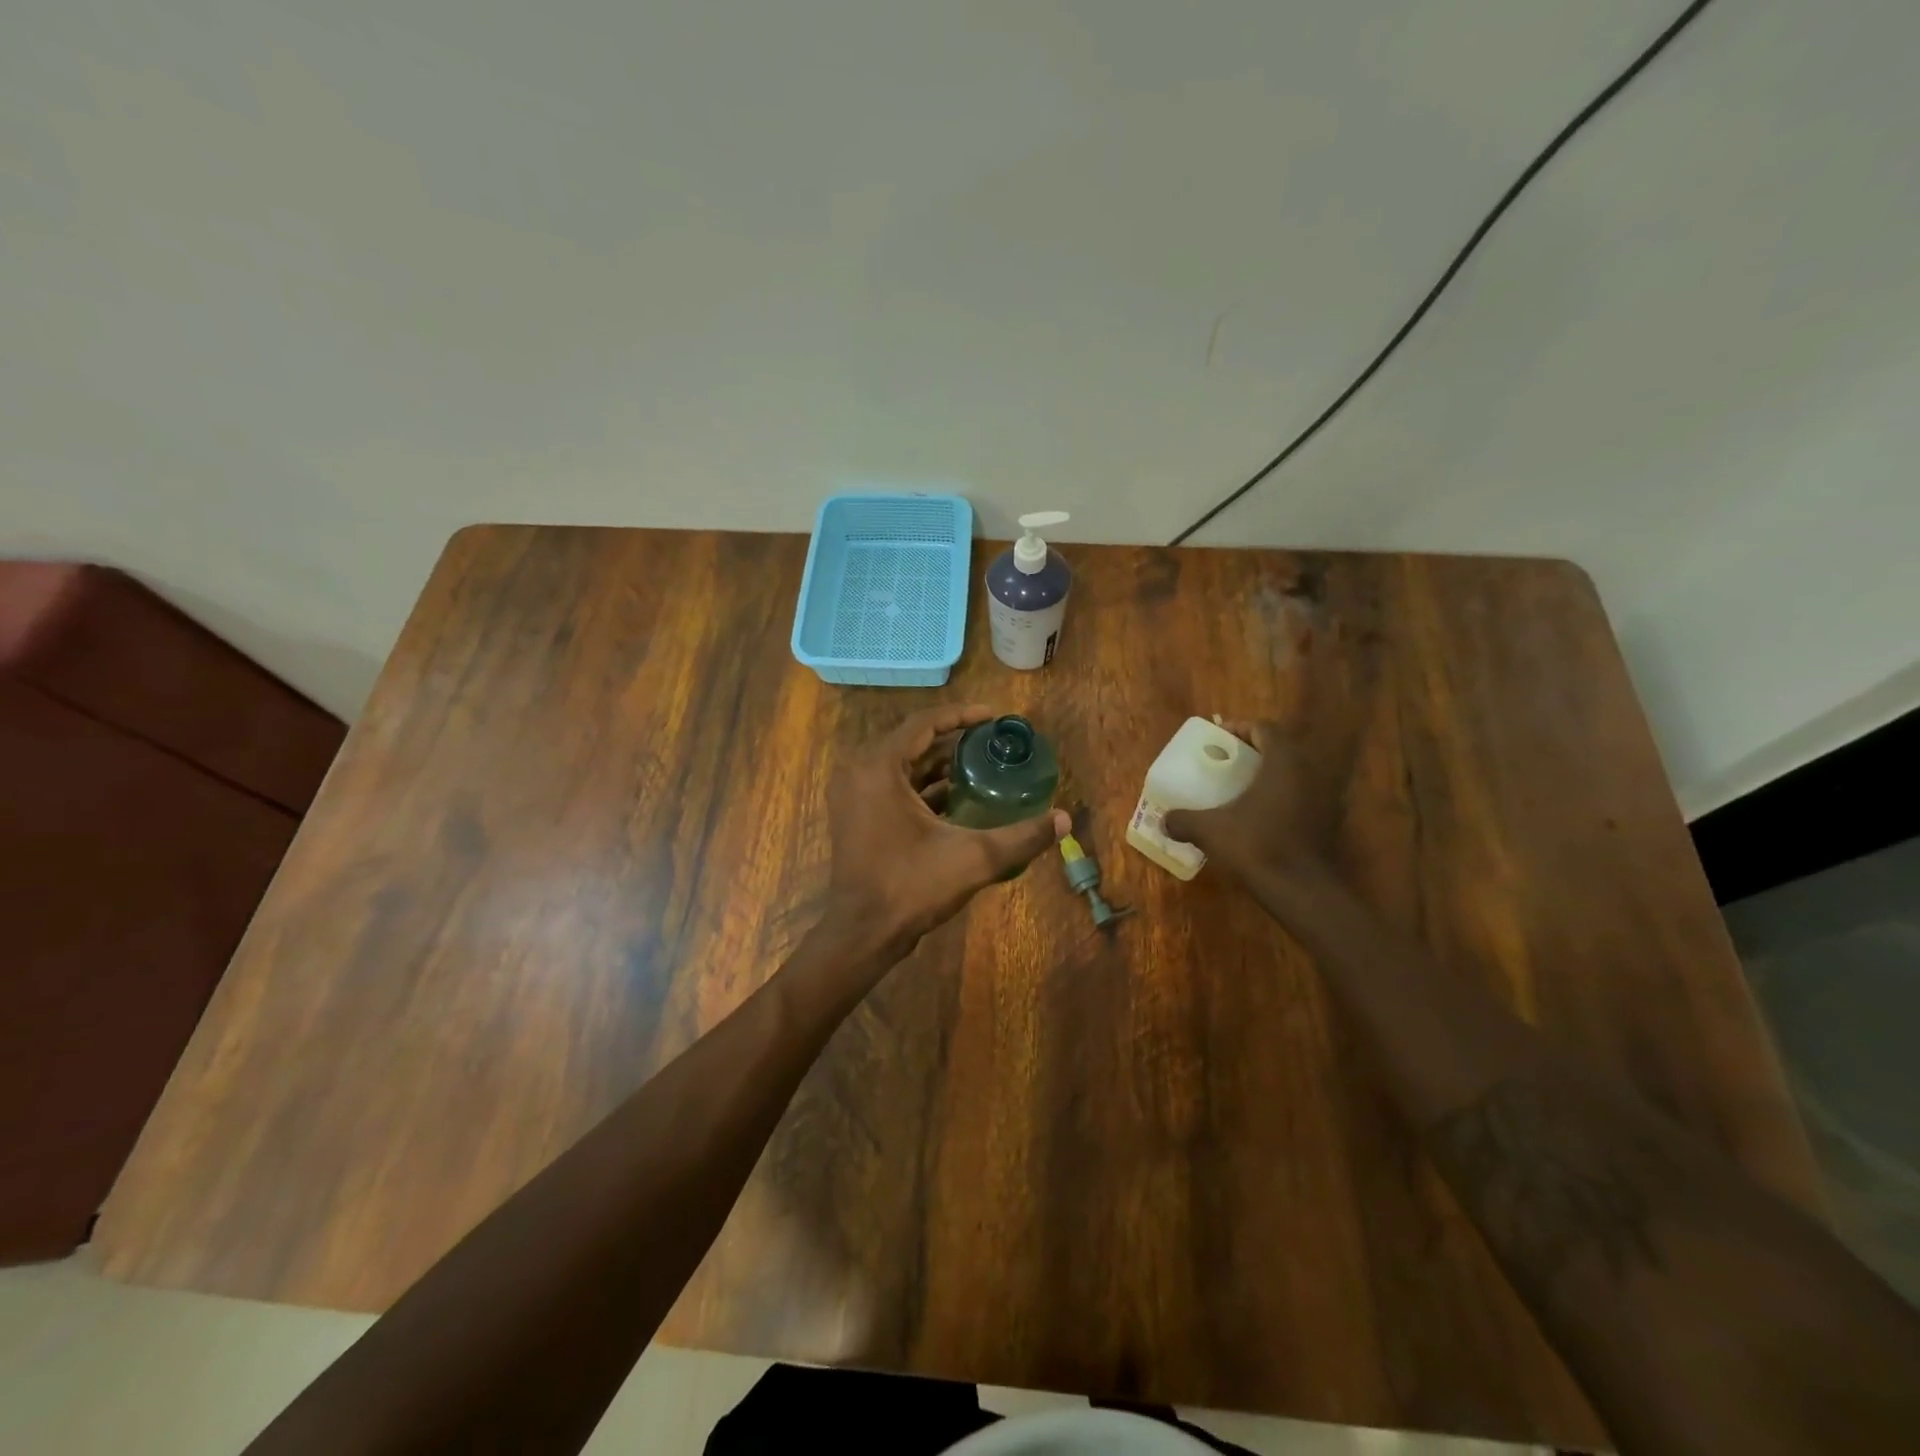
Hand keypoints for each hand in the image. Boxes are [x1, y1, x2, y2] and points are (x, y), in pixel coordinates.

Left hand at [822, 704, 1069, 959]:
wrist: (863, 934)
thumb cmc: (911, 887)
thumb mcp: (973, 858)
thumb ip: (1022, 837)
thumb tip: (1065, 819)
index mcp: (879, 768)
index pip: (923, 723)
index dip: (961, 715)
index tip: (994, 717)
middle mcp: (860, 772)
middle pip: (912, 741)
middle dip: (953, 739)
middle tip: (992, 741)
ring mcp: (854, 795)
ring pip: (902, 765)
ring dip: (938, 763)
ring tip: (981, 764)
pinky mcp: (856, 816)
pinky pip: (892, 786)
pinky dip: (922, 786)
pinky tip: (957, 796)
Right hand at [1163, 720, 1346, 887]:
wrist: (1301, 890)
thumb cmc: (1257, 846)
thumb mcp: (1210, 831)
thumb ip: (1184, 821)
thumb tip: (1163, 820)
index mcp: (1282, 763)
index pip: (1265, 729)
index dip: (1242, 729)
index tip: (1220, 740)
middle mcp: (1308, 773)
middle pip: (1281, 750)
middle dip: (1254, 753)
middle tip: (1227, 763)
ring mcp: (1322, 799)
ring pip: (1293, 775)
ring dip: (1268, 777)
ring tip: (1240, 790)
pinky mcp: (1327, 823)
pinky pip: (1301, 799)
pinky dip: (1280, 800)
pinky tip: (1258, 818)